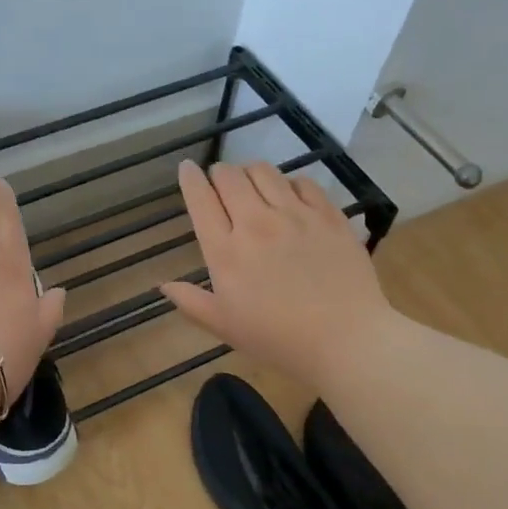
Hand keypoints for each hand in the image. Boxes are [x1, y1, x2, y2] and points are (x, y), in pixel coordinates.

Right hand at [161, 160, 394, 387]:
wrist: (345, 339)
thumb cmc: (277, 339)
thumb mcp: (224, 326)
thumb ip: (191, 301)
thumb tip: (163, 285)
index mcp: (225, 251)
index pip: (200, 199)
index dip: (190, 178)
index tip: (187, 169)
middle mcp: (256, 223)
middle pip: (230, 177)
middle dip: (219, 173)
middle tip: (221, 182)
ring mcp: (295, 215)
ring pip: (265, 172)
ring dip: (251, 173)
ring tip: (253, 185)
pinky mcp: (328, 215)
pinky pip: (303, 182)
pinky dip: (289, 183)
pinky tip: (291, 197)